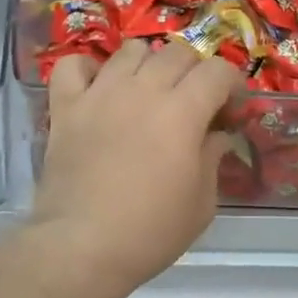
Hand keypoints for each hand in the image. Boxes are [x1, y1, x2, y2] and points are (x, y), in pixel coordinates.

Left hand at [31, 41, 241, 297]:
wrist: (81, 247)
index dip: (231, 85)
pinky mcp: (66, 106)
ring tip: (147, 92)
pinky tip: (98, 90)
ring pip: (131, 50)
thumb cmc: (150, 231)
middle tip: (193, 103)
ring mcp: (100, 93)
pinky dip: (88, 71)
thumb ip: (212, 159)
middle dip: (194, 72)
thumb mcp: (202, 204)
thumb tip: (215, 136)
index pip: (217, 70)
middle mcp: (143, 89)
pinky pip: (74, 65)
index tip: (230, 111)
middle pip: (177, 52)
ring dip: (147, 65)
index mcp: (182, 111)